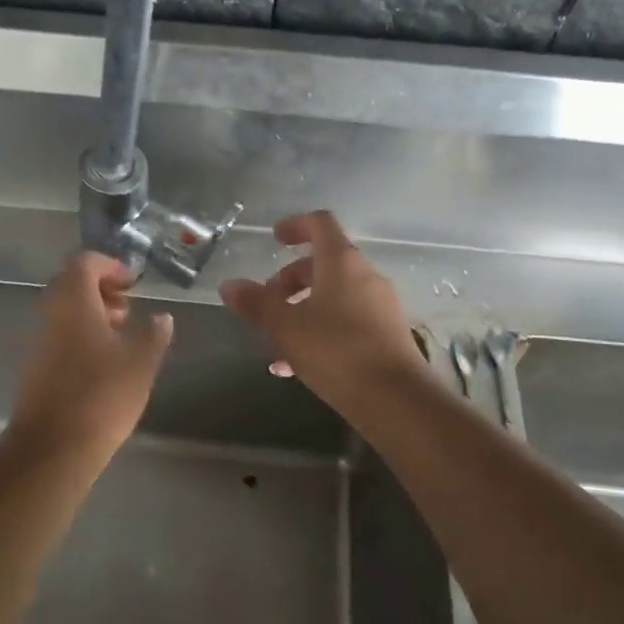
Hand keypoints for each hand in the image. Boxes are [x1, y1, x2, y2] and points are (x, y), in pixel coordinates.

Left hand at [10, 251, 173, 460]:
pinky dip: (80, 334)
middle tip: (128, 308)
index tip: (134, 283)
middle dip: (102, 289)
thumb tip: (162, 317)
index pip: (85, 262)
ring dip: (91, 313)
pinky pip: (58, 335)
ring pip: (64, 311)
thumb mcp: (141, 363)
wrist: (53, 447)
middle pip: (71, 285)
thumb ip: (154, 334)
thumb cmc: (102, 396)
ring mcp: (38, 341)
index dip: (111, 266)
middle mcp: (50, 314)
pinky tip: (103, 362)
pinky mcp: (34, 367)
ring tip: (121, 335)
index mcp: (73, 302)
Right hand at [220, 212, 426, 413]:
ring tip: (276, 342)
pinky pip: (347, 322)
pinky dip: (320, 332)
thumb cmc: (336, 351)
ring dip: (302, 311)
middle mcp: (365, 276)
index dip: (296, 225)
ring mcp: (380, 306)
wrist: (395, 399)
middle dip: (291, 280)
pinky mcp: (386, 334)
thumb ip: (256, 303)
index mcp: (342, 262)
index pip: (320, 224)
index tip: (274, 239)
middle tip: (266, 302)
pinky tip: (296, 367)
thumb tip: (229, 285)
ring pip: (334, 296)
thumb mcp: (285, 327)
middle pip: (324, 264)